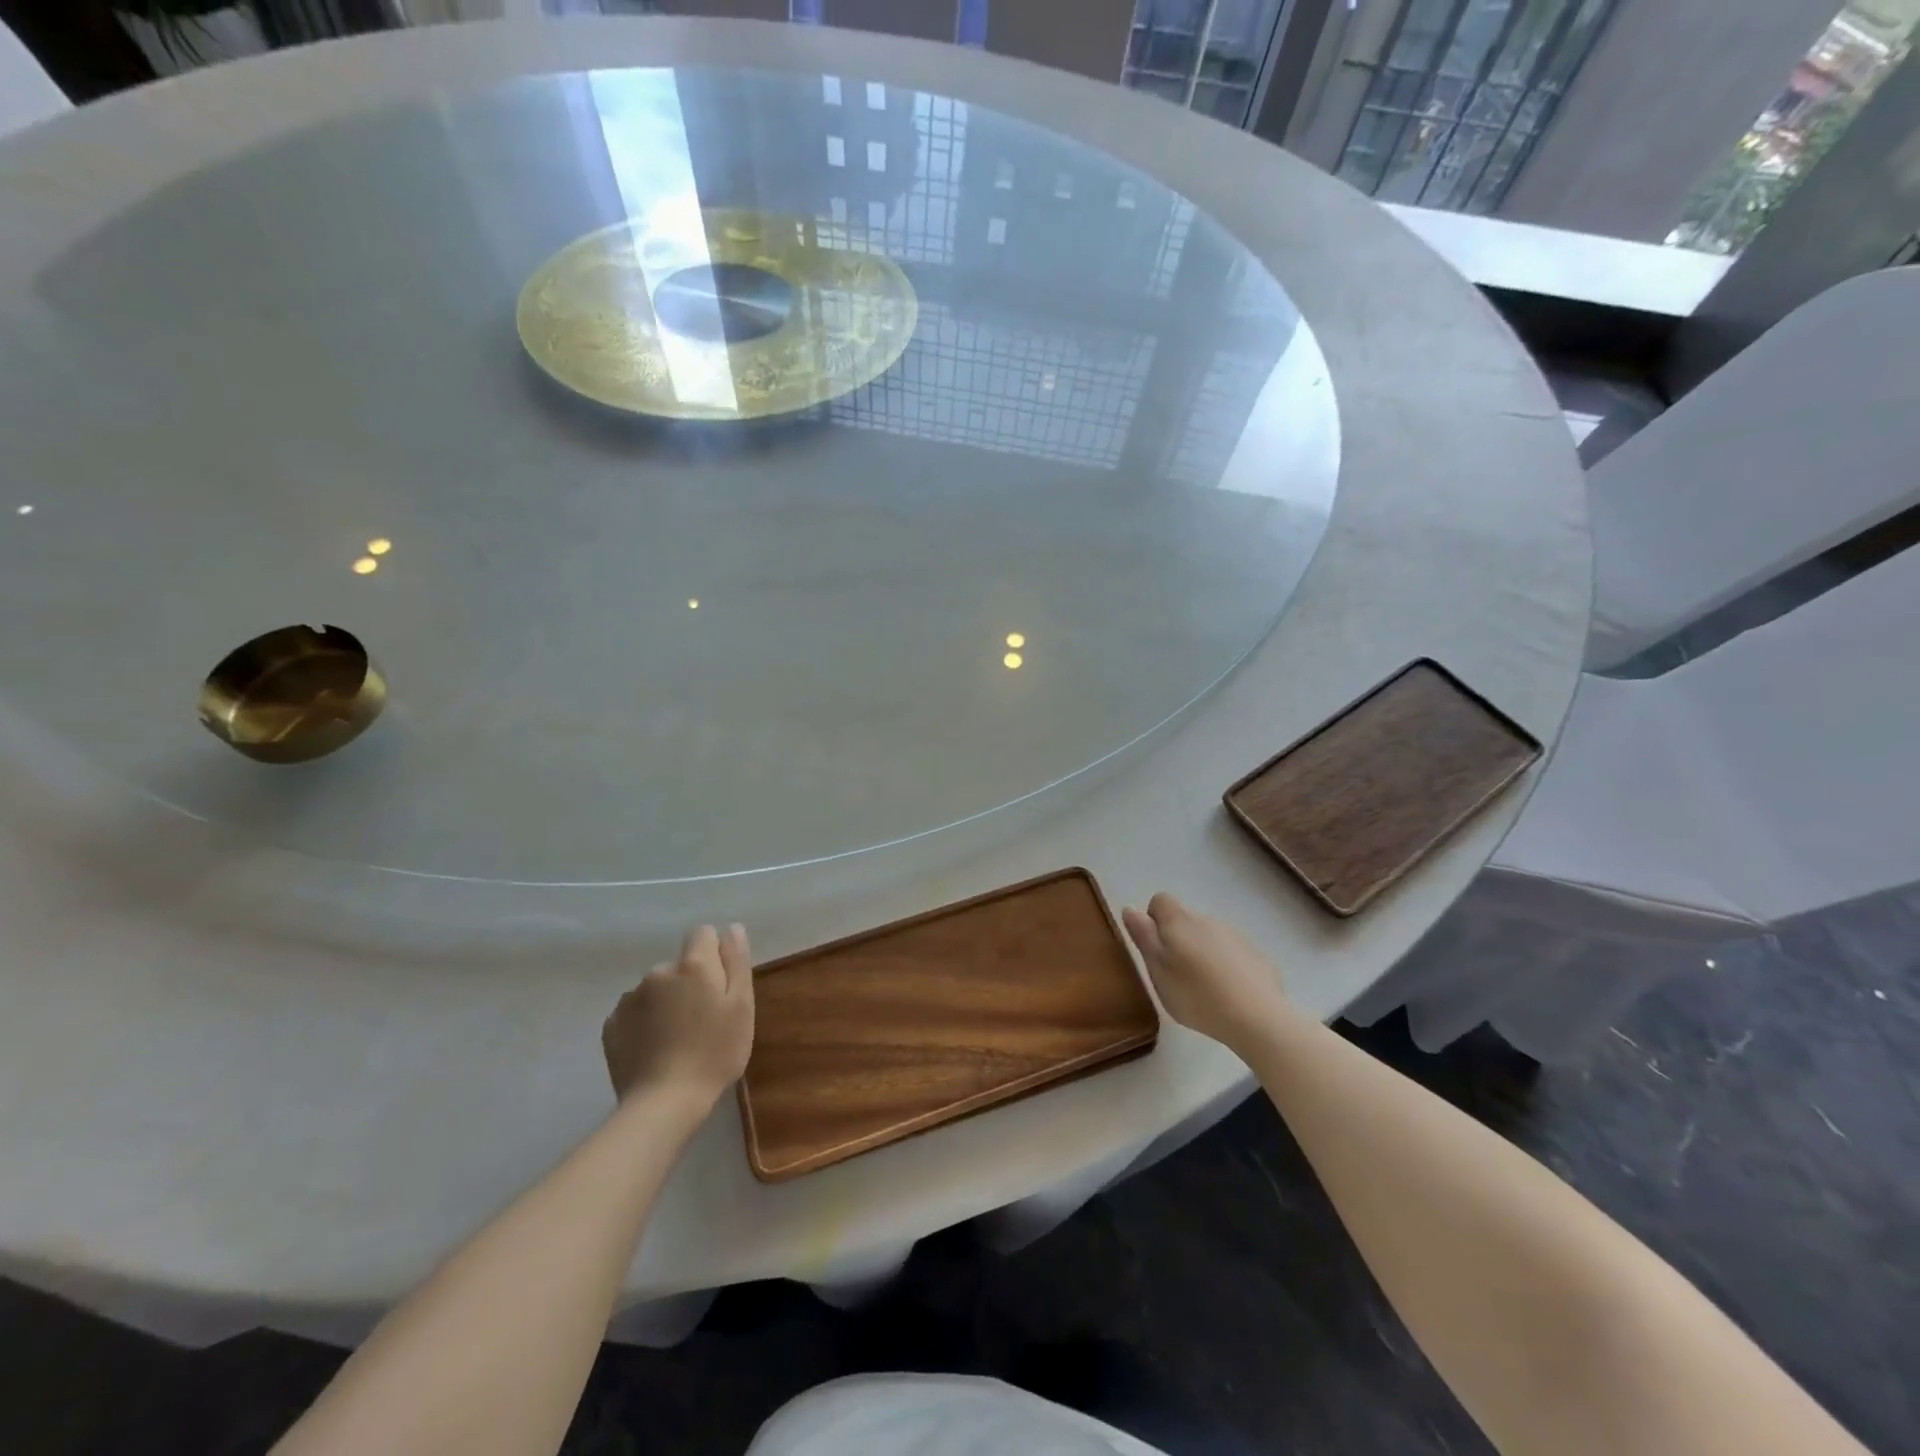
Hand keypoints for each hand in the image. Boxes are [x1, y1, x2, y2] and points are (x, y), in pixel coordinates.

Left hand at [602, 924, 753, 1108]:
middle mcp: (657, 972)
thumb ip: (736, 961)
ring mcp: (629, 998)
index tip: (721, 985)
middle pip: (679, 965)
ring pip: (656, 989)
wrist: (663, 1103)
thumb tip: (731, 928)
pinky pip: (635, 1012)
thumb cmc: (714, 1052)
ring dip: (666, 1002)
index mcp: (692, 965)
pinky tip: (654, 1048)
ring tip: (676, 1038)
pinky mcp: (611, 1025)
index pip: (703, 934)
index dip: (715, 954)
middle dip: (690, 982)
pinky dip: (645, 1022)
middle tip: (703, 1020)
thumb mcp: (741, 1006)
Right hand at [1122, 893, 1289, 1054]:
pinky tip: (1228, 994)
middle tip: (1175, 975)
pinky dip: (1225, 966)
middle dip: (1178, 940)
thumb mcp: (1157, 969)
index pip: (1160, 901)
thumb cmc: (1195, 994)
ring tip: (1203, 988)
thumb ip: (1143, 936)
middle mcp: (1207, 920)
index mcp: (1179, 921)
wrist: (1256, 1016)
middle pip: (1185, 920)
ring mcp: (1235, 936)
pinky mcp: (1256, 955)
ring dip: (1202, 953)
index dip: (1153, 920)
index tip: (1155, 949)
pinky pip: (1232, 953)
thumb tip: (1131, 908)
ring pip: (1209, 937)